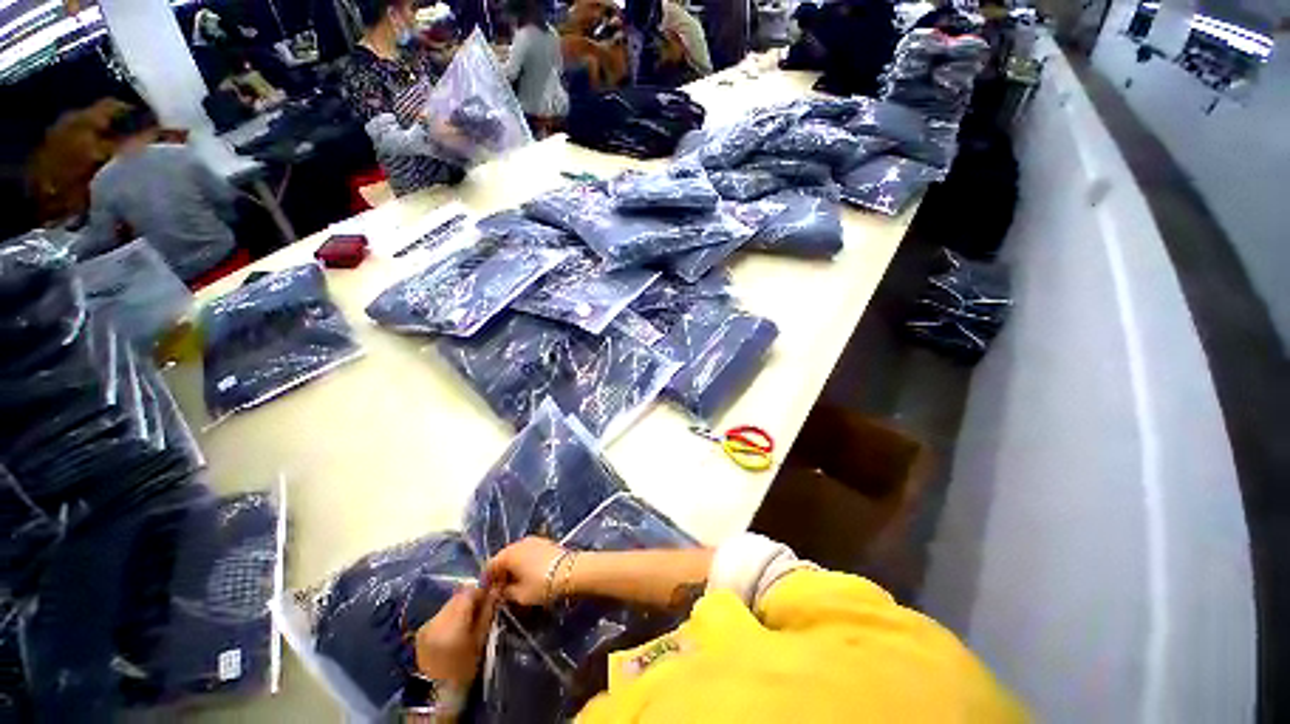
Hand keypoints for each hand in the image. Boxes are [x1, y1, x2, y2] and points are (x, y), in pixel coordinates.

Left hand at [413, 584, 497, 688]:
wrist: (438, 692)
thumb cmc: (465, 667)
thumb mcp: (480, 639)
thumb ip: (487, 611)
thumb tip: (496, 590)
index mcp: (452, 622)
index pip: (469, 592)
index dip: (482, 591)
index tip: (491, 595)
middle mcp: (436, 619)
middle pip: (458, 597)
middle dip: (471, 599)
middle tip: (482, 607)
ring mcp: (427, 625)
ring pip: (449, 604)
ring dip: (460, 607)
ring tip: (468, 620)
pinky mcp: (421, 631)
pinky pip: (440, 614)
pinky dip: (450, 616)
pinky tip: (455, 629)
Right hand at [484, 537, 565, 606]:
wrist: (570, 571)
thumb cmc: (541, 584)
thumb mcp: (519, 595)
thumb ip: (505, 593)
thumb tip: (499, 591)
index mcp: (508, 554)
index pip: (490, 566)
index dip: (487, 580)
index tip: (488, 594)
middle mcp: (519, 543)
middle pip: (503, 558)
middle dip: (501, 573)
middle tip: (501, 590)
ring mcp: (533, 540)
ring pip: (517, 554)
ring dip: (513, 567)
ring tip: (515, 583)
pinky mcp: (545, 542)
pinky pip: (528, 552)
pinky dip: (524, 562)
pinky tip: (528, 574)